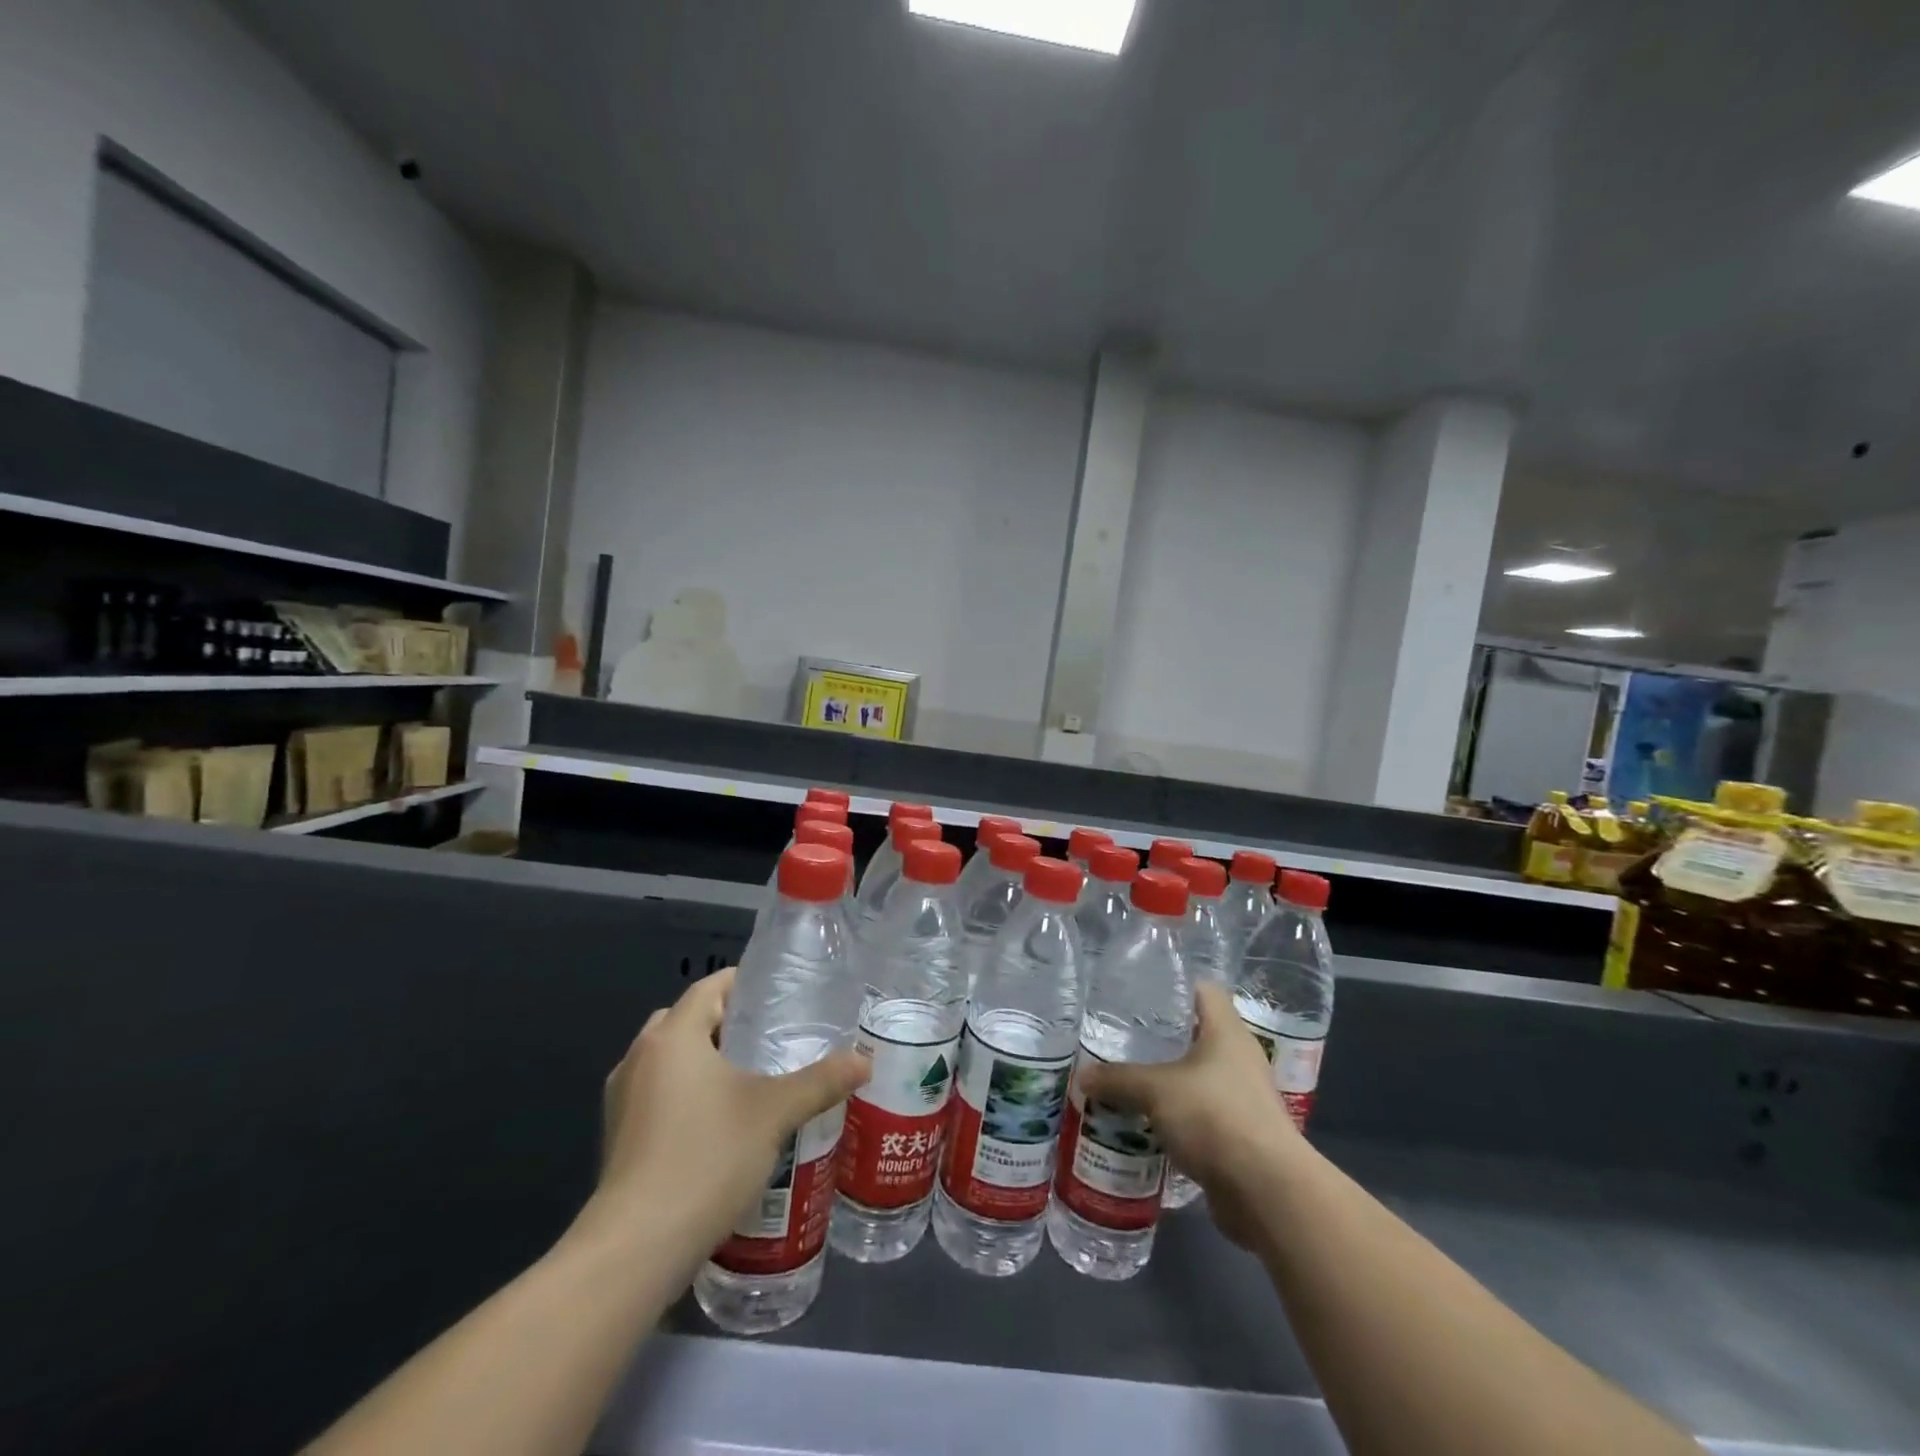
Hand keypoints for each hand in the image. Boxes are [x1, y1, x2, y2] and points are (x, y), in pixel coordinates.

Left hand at [585, 968, 870, 1254]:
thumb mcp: (774, 1114)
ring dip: (704, 1059)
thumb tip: (864, 1061)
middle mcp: (640, 1057)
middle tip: (771, 1035)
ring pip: (669, 1059)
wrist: (636, 1249)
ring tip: (752, 1077)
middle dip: (725, 1022)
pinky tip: (721, 1122)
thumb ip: (821, 1081)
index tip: (780, 992)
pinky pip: (657, 1094)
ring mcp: (623, 1100)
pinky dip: (686, 1093)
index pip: (708, 987)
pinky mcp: (619, 1138)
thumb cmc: (707, 1159)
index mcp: (673, 1036)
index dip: (743, 983)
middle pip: (686, 1020)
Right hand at [1078, 980, 1302, 1250]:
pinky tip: (1145, 1123)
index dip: (1173, 986)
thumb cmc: (1215, 1117)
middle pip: (1197, 1035)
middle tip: (1121, 1038)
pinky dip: (1177, 1118)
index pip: (1203, 990)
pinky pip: (1201, 1116)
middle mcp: (1240, 1059)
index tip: (1139, 992)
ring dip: (1167, 1082)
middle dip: (1160, 1038)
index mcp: (1227, 1032)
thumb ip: (1118, 1080)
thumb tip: (1082, 1076)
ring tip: (1126, 1081)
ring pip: (1197, 1078)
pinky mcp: (1240, 1137)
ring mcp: (1243, 1099)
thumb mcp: (1155, 1090)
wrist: (1267, 1193)